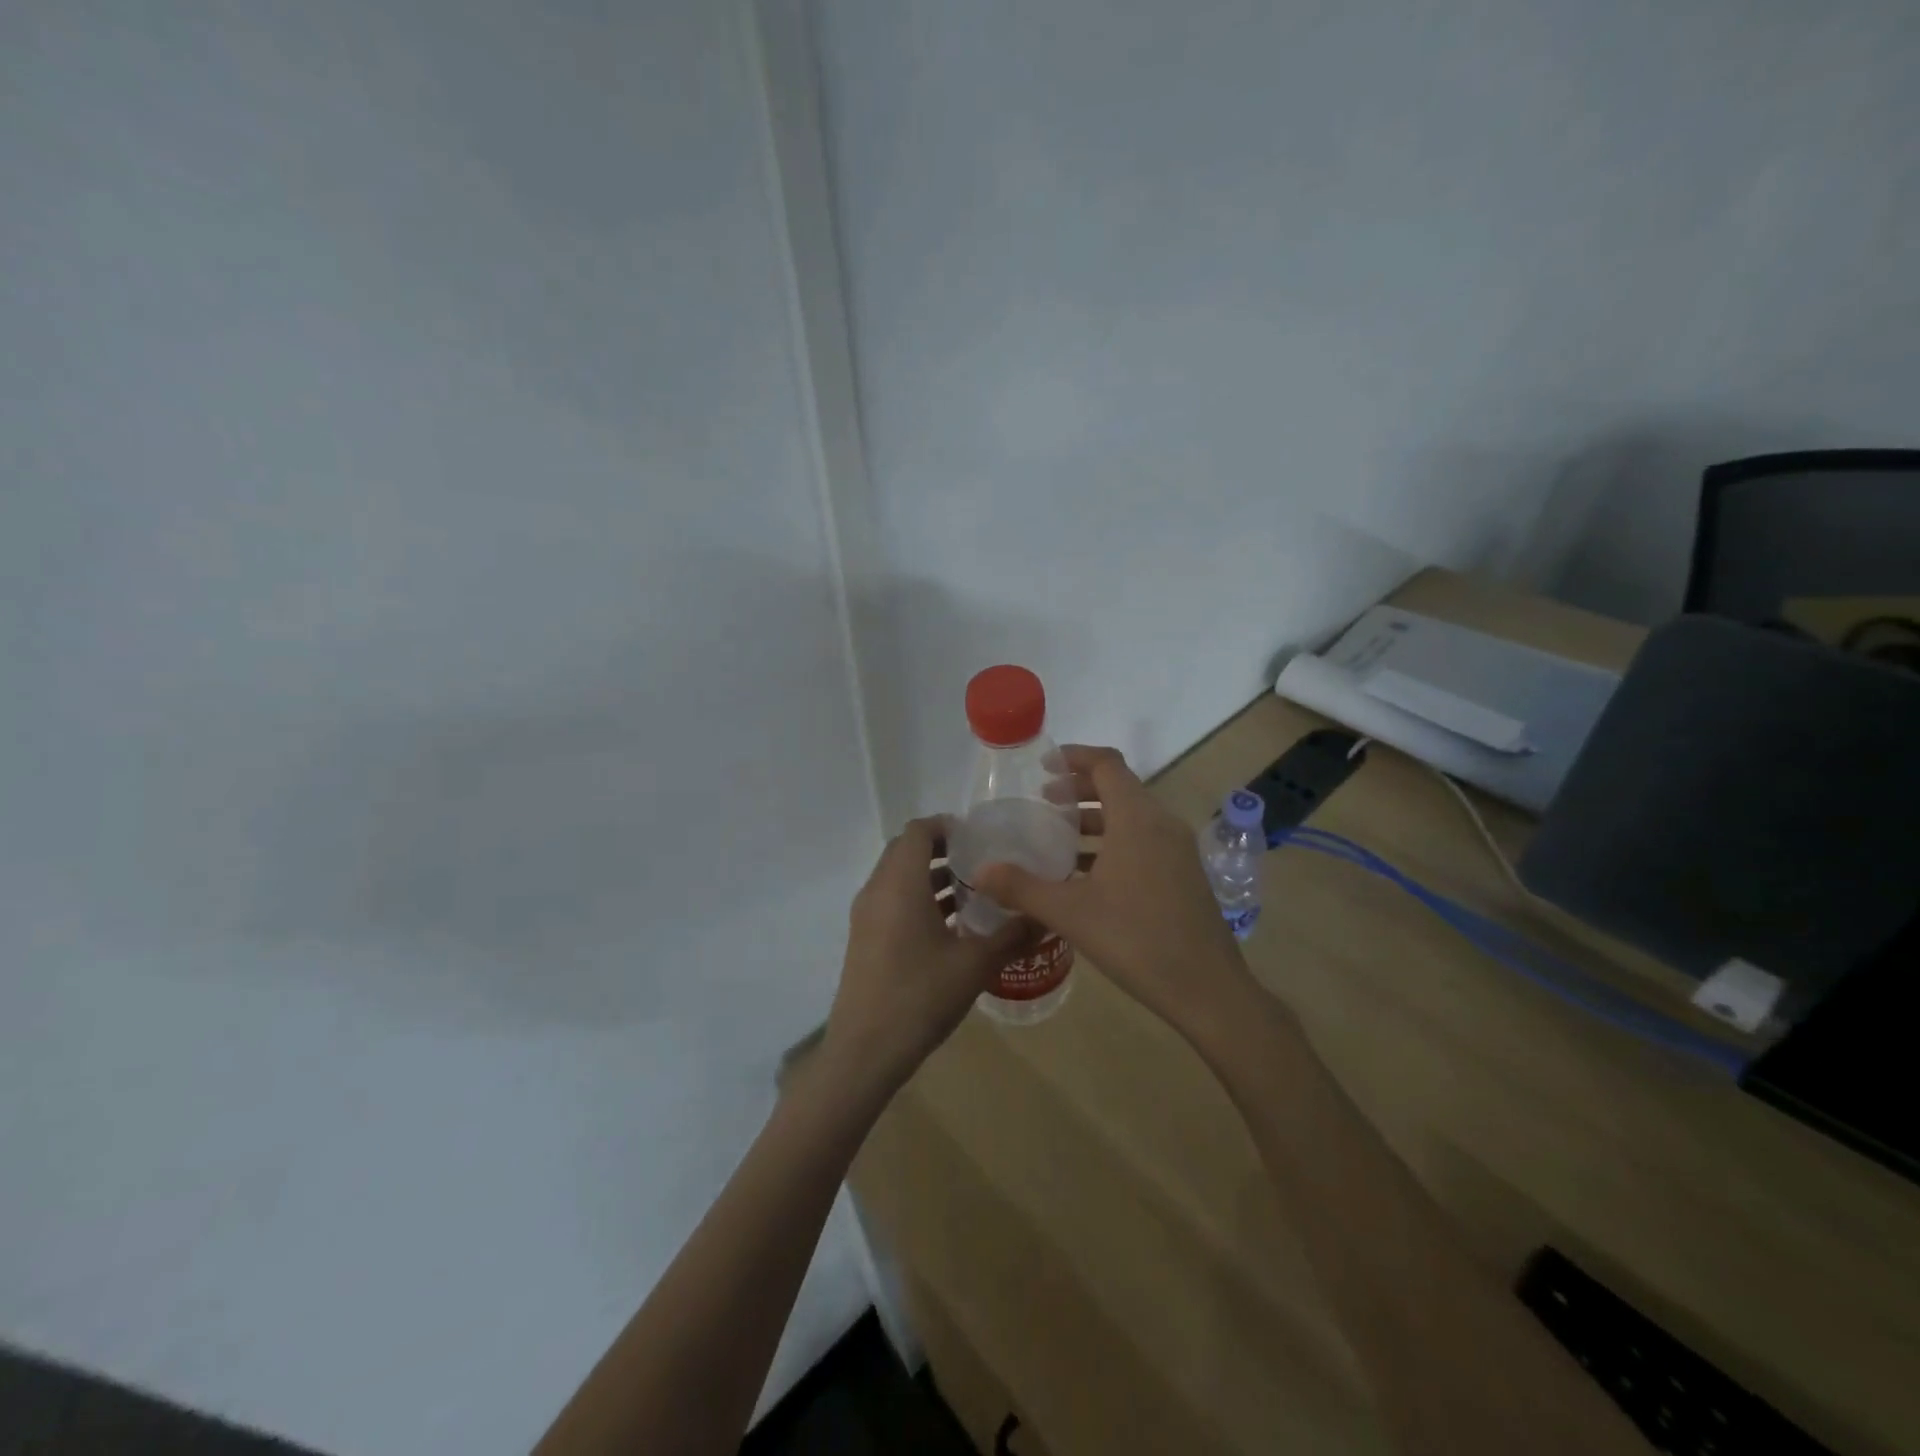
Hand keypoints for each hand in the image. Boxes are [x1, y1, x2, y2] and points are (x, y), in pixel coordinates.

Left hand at [821, 817, 1033, 1096]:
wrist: (865, 1051)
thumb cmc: (920, 996)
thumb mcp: (975, 965)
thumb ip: (1012, 935)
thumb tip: (1046, 916)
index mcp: (900, 883)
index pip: (919, 830)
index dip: (948, 826)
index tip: (981, 838)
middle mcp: (877, 890)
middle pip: (906, 850)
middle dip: (943, 850)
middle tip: (982, 863)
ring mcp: (866, 916)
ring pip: (898, 877)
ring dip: (931, 877)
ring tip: (973, 893)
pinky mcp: (864, 939)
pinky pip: (892, 902)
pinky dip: (918, 900)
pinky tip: (951, 928)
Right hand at [974, 745, 1252, 1037]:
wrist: (1207, 989)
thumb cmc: (1136, 939)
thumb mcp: (1070, 913)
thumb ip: (1021, 888)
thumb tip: (980, 873)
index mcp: (1137, 819)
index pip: (1106, 764)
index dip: (1074, 756)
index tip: (1043, 766)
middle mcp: (1162, 824)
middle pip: (1119, 787)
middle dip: (1079, 788)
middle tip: (1044, 801)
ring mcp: (1177, 850)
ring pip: (1131, 817)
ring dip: (1095, 819)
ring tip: (1058, 838)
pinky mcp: (1183, 875)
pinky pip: (1143, 841)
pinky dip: (1113, 842)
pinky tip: (1086, 875)